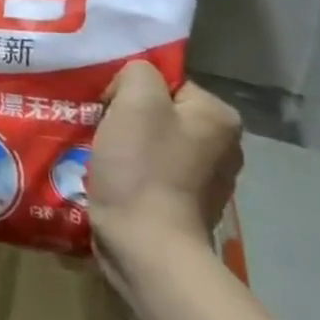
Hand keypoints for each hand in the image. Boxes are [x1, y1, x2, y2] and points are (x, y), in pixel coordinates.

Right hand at [89, 60, 242, 262]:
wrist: (145, 246)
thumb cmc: (143, 168)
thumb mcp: (135, 100)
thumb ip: (137, 72)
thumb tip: (130, 87)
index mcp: (219, 117)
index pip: (167, 83)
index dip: (130, 89)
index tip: (107, 106)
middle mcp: (223, 147)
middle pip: (159, 113)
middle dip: (125, 118)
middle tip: (97, 128)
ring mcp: (205, 182)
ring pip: (151, 145)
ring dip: (124, 146)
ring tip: (97, 154)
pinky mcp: (182, 208)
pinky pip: (149, 174)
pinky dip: (128, 173)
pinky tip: (108, 179)